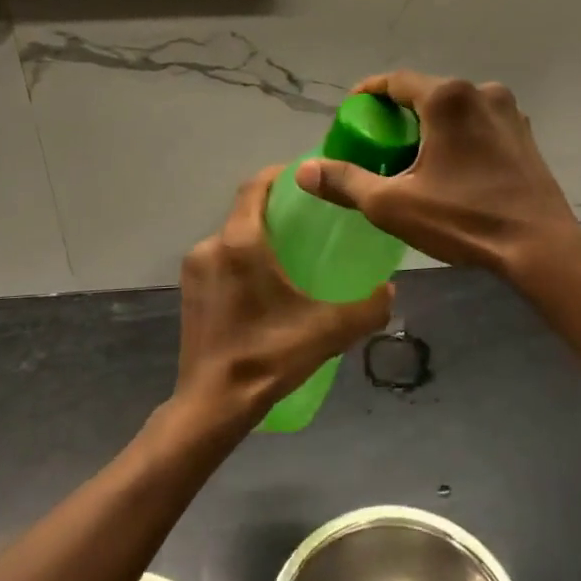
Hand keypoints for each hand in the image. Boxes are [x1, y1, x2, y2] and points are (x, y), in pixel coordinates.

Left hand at [175, 166, 392, 428]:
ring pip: (231, 239)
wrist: (212, 405)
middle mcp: (211, 247)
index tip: (306, 177)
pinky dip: (242, 261)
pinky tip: (265, 288)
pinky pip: (220, 261)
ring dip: (258, 238)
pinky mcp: (190, 293)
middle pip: (245, 212)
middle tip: (310, 222)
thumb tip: (390, 290)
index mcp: (240, 243)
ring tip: (291, 256)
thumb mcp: (327, 331)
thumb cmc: (267, 357)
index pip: (255, 187)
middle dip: (276, 210)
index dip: (280, 175)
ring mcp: (195, 271)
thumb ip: (367, 308)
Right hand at [296, 72, 580, 276]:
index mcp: (448, 98)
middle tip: (378, 141)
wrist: (540, 247)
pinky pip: (479, 123)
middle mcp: (481, 92)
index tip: (351, 112)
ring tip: (412, 155)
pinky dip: (458, 134)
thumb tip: (304, 170)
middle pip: (426, 93)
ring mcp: (509, 111)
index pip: (395, 81)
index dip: (368, 94)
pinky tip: (451, 165)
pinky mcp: (524, 134)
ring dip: (430, 124)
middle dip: (398, 112)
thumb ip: (345, 182)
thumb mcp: (393, 205)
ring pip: (455, 108)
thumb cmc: (464, 220)